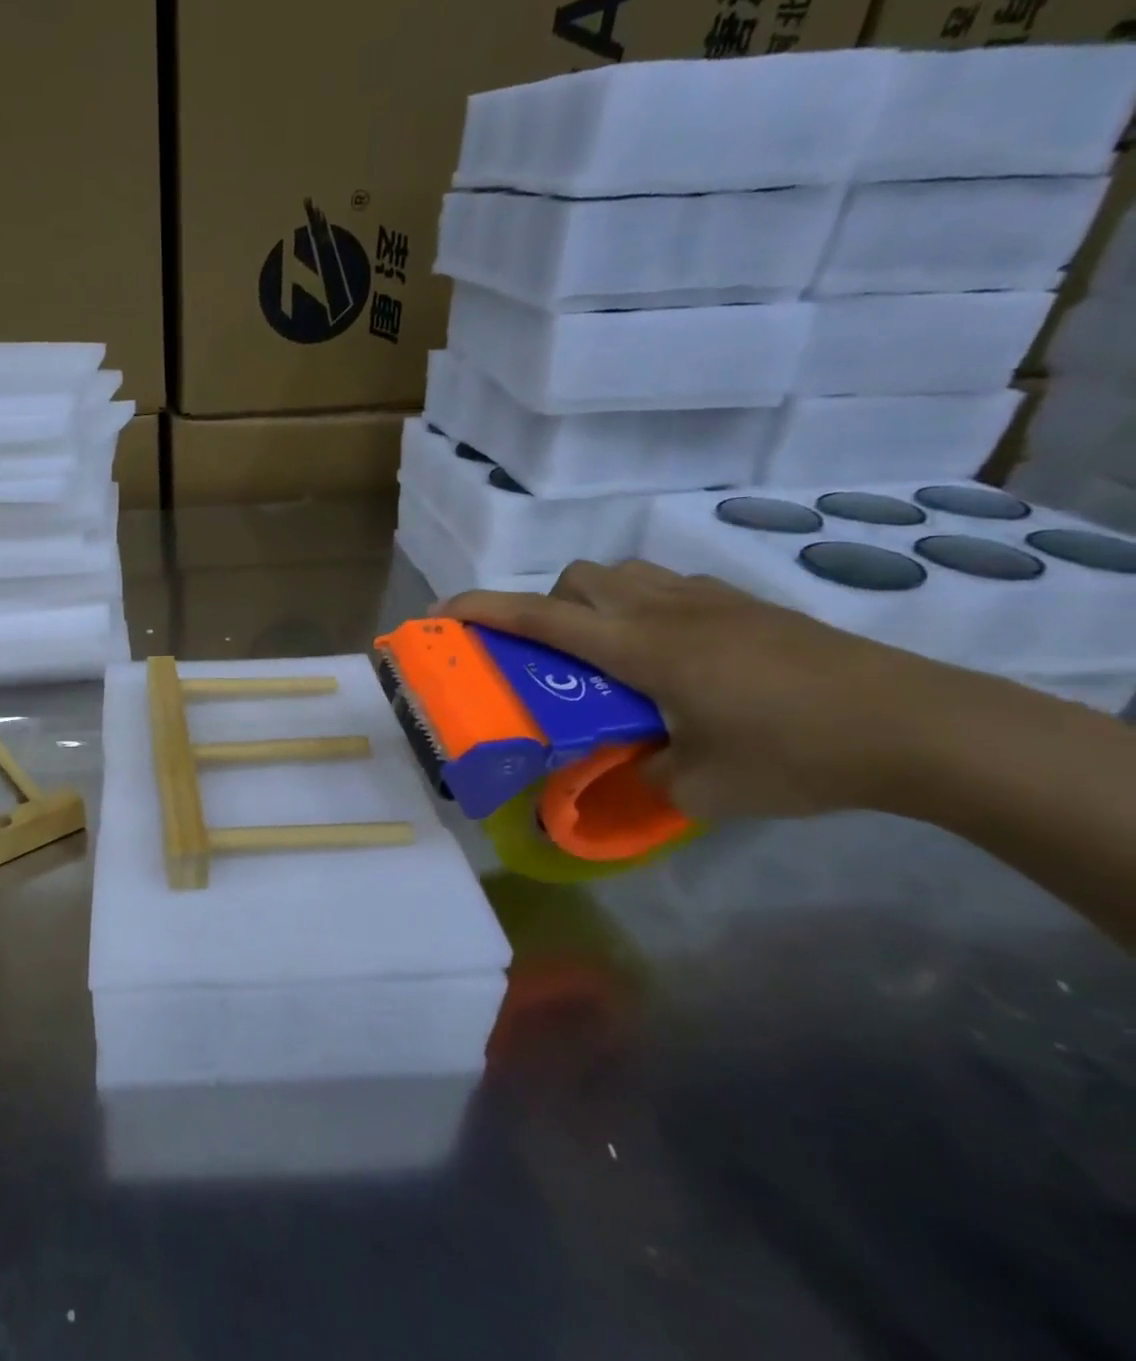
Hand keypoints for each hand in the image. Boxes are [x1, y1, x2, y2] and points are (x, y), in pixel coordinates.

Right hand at [441, 561, 996, 820]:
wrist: (921, 726)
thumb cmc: (798, 755)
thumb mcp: (703, 788)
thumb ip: (641, 782)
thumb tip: (611, 785)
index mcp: (642, 648)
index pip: (542, 617)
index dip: (483, 609)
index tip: (441, 613)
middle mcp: (666, 609)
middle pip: (579, 576)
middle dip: (547, 606)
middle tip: (555, 659)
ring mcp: (711, 600)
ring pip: (624, 572)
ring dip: (595, 601)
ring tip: (609, 654)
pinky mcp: (747, 605)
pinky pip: (668, 586)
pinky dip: (644, 605)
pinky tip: (672, 655)